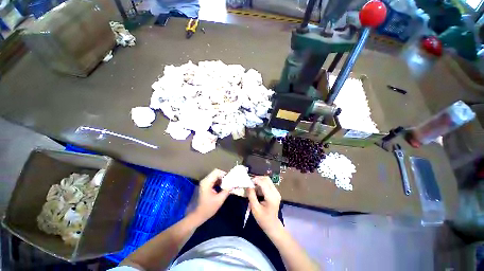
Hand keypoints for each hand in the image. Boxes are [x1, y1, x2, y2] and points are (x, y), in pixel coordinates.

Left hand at [194, 169, 229, 222]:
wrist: (195, 216)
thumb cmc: (207, 208)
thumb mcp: (219, 200)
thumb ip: (227, 191)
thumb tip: (233, 185)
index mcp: (207, 182)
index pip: (217, 172)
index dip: (224, 174)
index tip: (230, 179)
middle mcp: (204, 180)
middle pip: (215, 173)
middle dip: (223, 177)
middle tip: (229, 182)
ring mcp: (203, 183)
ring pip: (214, 176)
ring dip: (220, 180)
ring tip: (226, 185)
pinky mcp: (203, 186)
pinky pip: (212, 180)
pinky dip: (217, 182)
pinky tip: (221, 188)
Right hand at [247, 176, 282, 232]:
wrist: (272, 225)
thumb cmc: (263, 218)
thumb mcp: (254, 208)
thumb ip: (251, 195)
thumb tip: (248, 185)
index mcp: (271, 197)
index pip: (263, 183)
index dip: (255, 180)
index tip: (248, 181)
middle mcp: (275, 192)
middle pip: (266, 179)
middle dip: (257, 179)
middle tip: (250, 183)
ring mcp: (276, 192)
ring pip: (267, 180)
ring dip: (259, 181)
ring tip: (253, 187)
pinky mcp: (275, 192)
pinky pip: (268, 184)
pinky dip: (261, 184)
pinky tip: (257, 189)